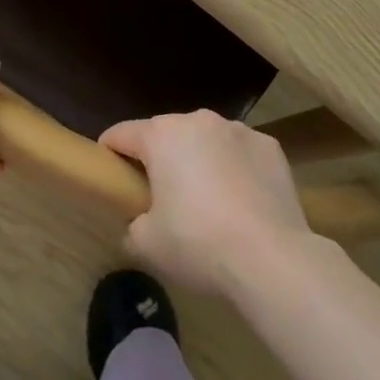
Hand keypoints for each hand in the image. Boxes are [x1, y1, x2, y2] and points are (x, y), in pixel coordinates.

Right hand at [98, 110, 311, 295]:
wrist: (271, 258)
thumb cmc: (197, 243)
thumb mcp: (146, 244)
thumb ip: (132, 224)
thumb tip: (139, 222)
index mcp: (161, 135)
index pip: (122, 134)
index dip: (109, 151)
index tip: (109, 172)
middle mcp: (198, 120)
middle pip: (166, 134)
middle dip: (159, 158)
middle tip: (159, 195)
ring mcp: (239, 130)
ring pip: (206, 140)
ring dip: (200, 160)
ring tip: (206, 200)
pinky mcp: (270, 147)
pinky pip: (240, 153)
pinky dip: (235, 169)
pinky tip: (241, 202)